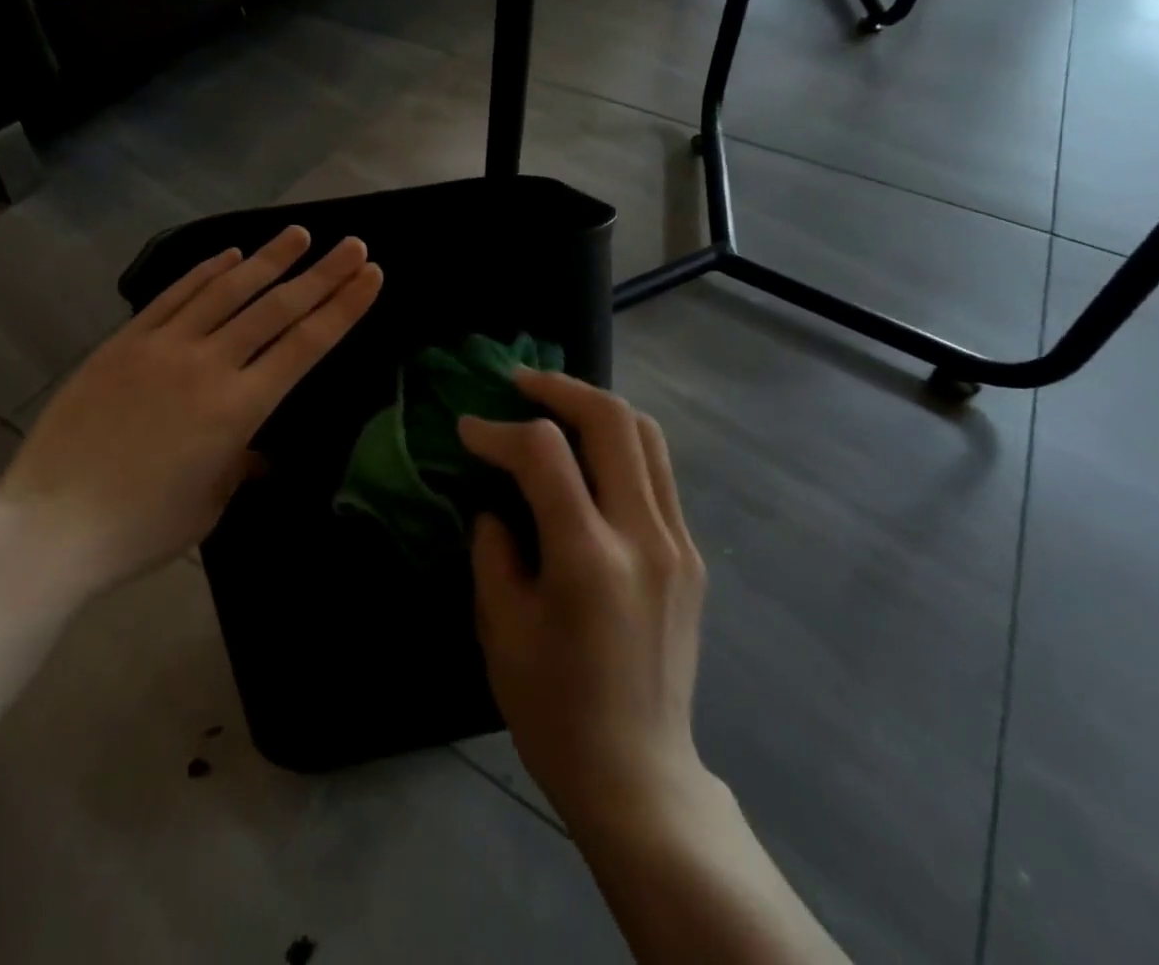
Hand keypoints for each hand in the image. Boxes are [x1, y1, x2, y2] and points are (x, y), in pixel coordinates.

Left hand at [0, 226, 381, 593]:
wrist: (49, 524)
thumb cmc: (140, 528)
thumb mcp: (210, 503)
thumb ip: (240, 464)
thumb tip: (257, 449)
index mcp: (239, 409)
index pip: (305, 345)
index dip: (343, 307)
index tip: (370, 276)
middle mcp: (208, 365)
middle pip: (276, 308)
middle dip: (321, 274)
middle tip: (352, 245)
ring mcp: (163, 347)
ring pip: (227, 290)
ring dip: (268, 260)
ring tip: (298, 234)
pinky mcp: (125, 343)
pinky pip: (174, 296)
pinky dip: (206, 272)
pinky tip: (230, 254)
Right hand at [460, 371, 707, 832]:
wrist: (639, 775)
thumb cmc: (554, 710)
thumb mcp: (500, 627)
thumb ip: (493, 547)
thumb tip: (496, 500)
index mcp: (590, 560)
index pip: (543, 454)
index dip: (498, 431)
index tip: (468, 429)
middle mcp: (644, 537)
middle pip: (612, 420)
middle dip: (559, 388)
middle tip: (518, 382)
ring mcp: (677, 543)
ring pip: (645, 434)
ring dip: (595, 405)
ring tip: (554, 403)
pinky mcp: (690, 554)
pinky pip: (656, 471)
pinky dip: (618, 442)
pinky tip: (587, 455)